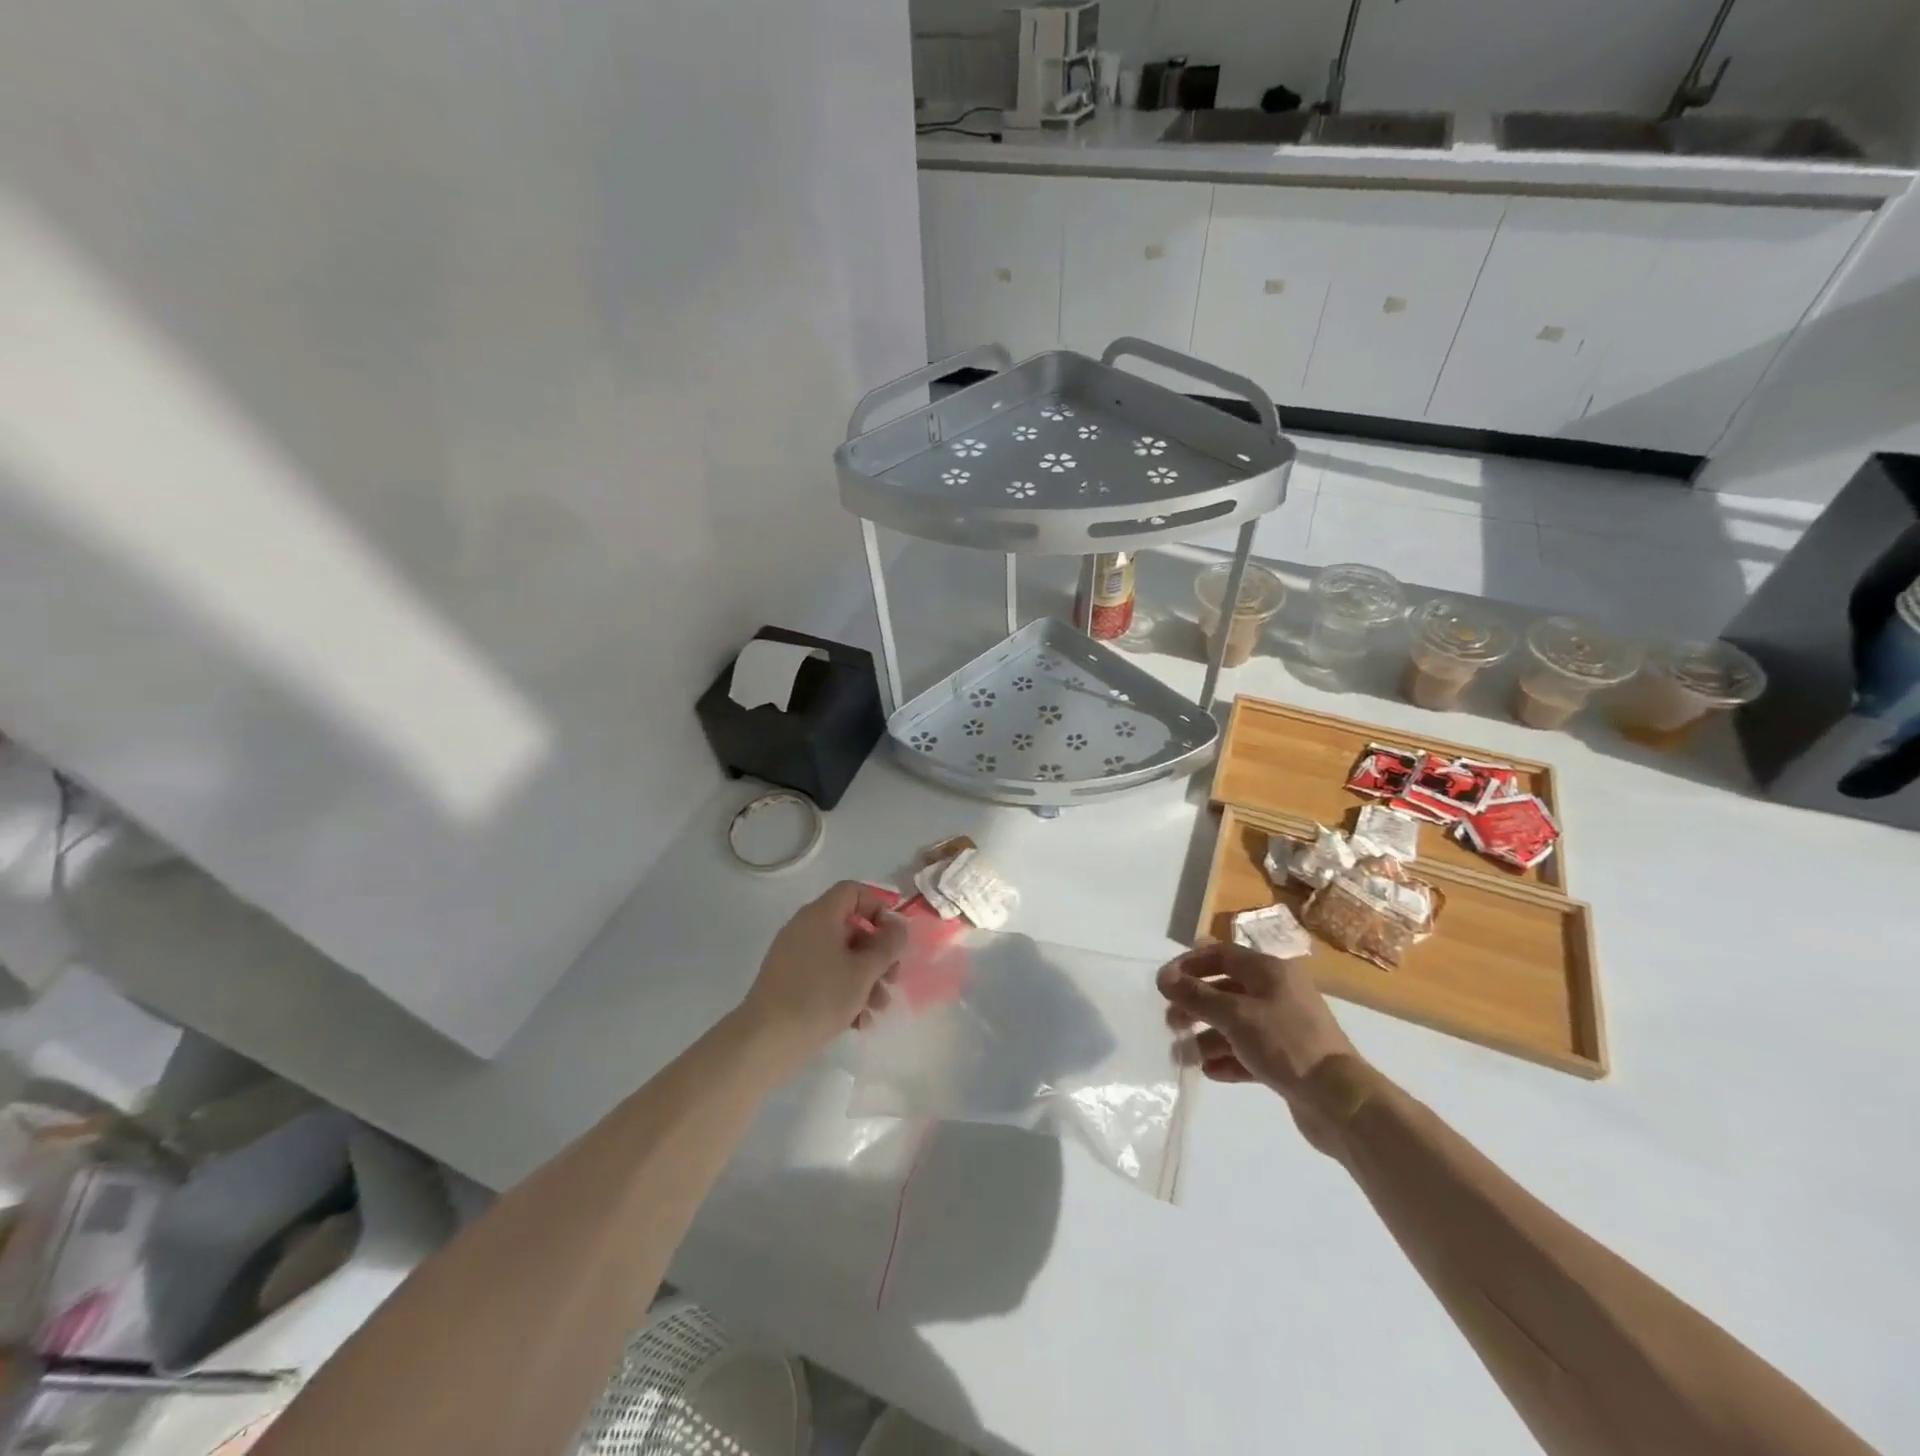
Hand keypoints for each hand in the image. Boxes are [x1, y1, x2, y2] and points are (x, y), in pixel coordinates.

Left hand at [739, 881, 906, 1058]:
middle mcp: (804, 928)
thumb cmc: (820, 997)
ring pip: (839, 956)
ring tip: (878, 1009)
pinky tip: (858, 1022)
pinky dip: (843, 992)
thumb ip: (888, 945)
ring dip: (865, 979)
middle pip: (850, 928)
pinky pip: (823, 976)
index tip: (894, 936)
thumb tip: (898, 925)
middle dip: (877, 954)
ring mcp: (793, 956)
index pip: (853, 891)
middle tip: (893, 979)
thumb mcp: (864, 971)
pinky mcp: (787, 981)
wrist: (765, 1041)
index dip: (878, 906)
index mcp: (820, 915)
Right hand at [1157, 942, 1360, 1154]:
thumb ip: (1196, 995)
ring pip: (1235, 1024)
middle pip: (1225, 990)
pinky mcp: (1287, 1059)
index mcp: (1269, 971)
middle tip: (1170, 1023)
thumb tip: (1164, 978)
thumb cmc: (1284, 1043)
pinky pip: (1248, 1051)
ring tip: (1183, 1056)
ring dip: (1206, 1037)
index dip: (1189, 964)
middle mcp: (1277, 992)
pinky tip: (1210, 1071)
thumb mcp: (1234, 1015)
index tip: (1164, 983)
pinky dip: (1227, 1058)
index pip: (1221, 954)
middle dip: (1195, 1005)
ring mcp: (1283, 1026)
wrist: (1339, 1100)